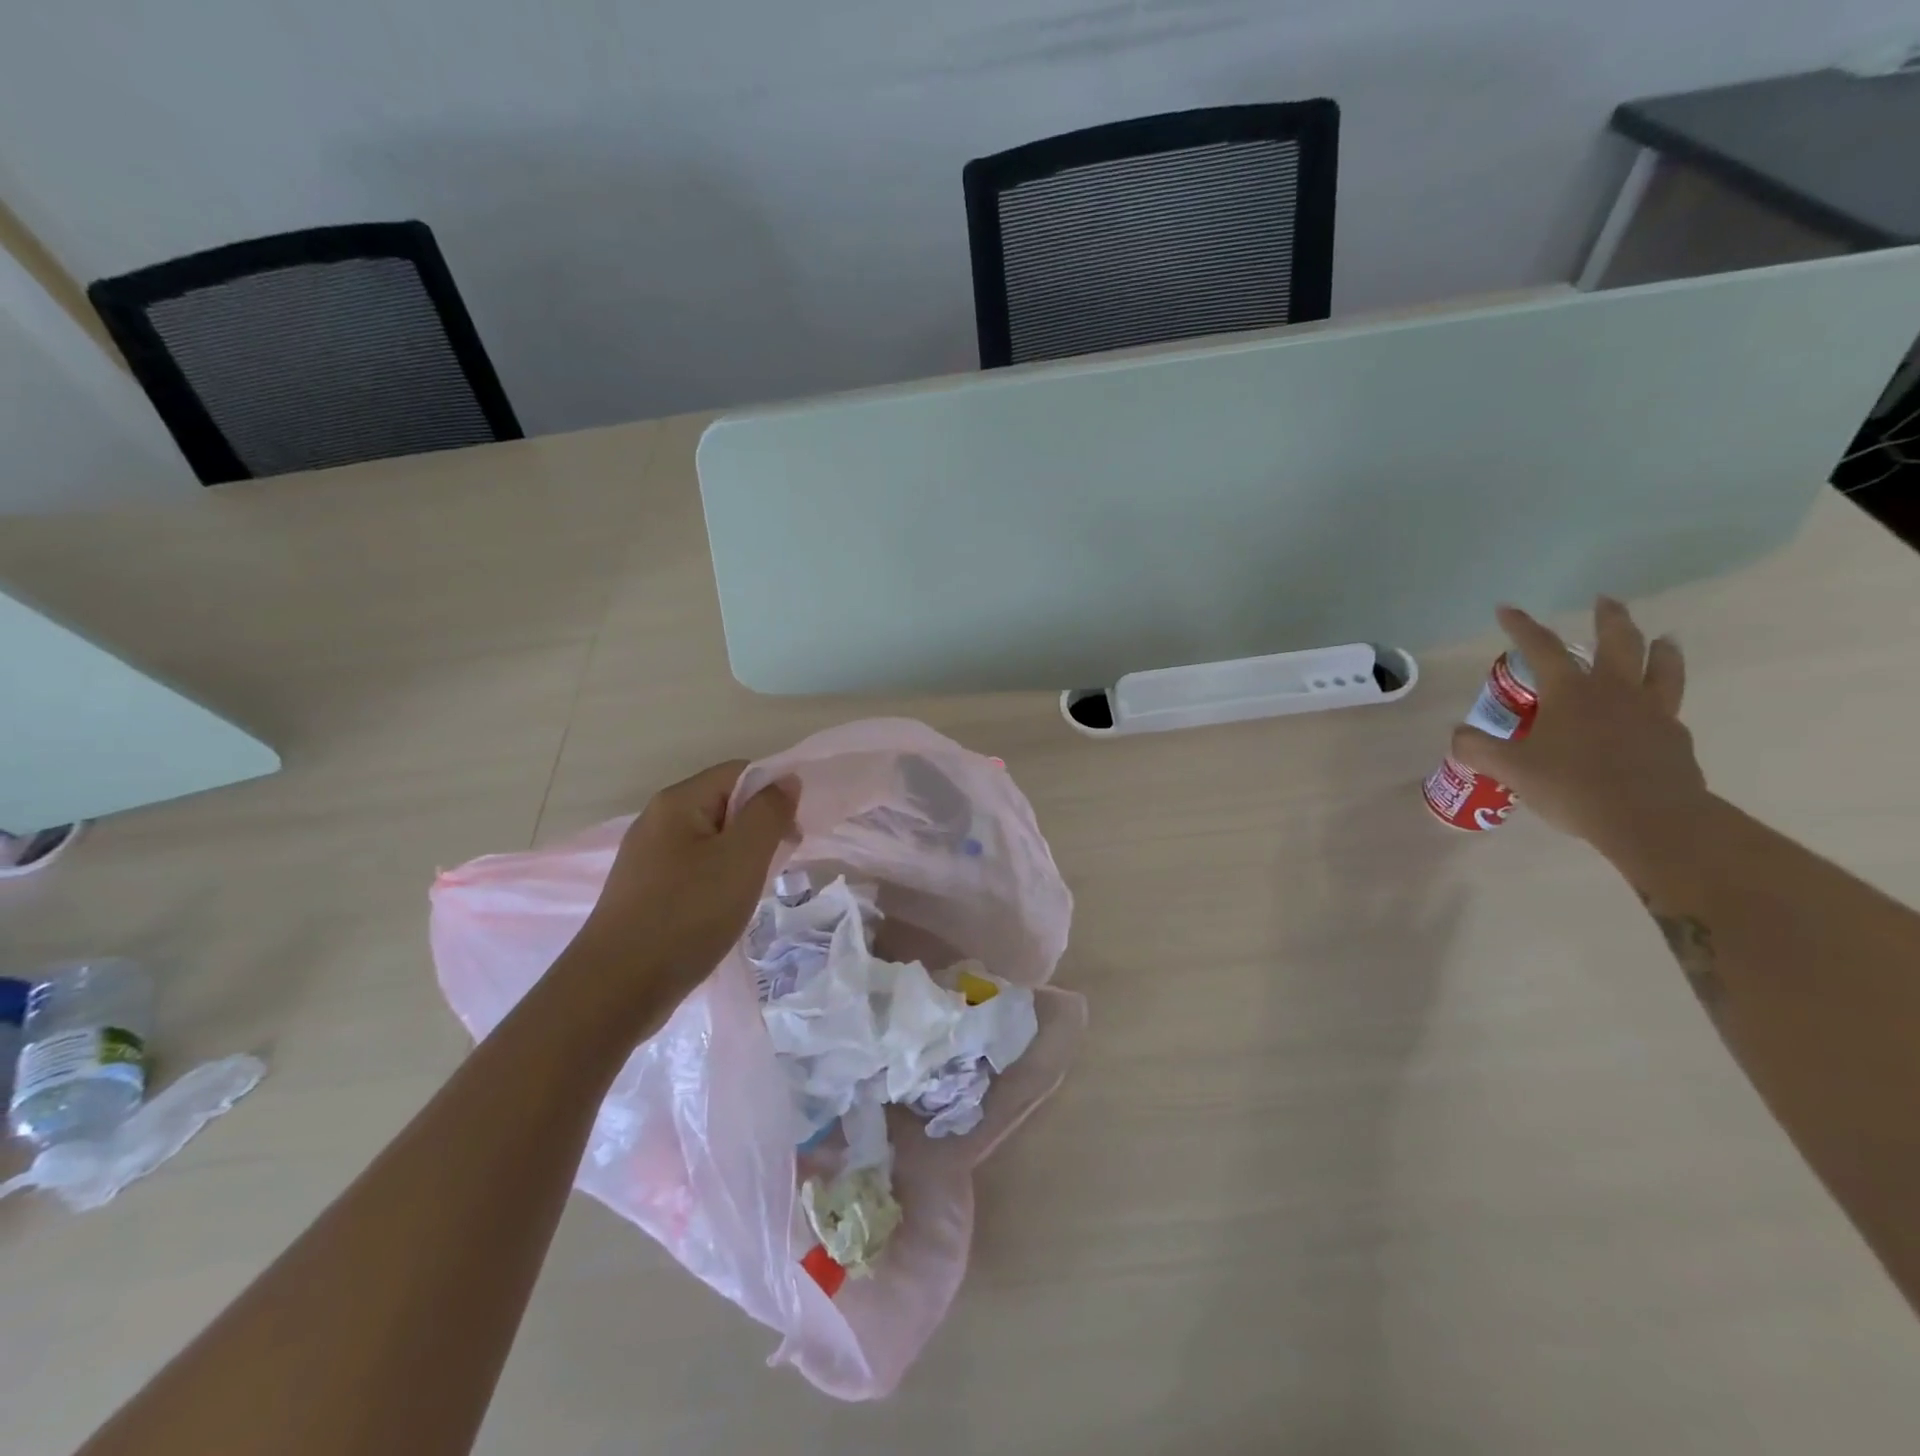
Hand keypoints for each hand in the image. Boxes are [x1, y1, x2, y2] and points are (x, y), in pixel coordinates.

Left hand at [576, 760, 797, 1004]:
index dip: (773, 794)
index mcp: (678, 801)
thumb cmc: (688, 914)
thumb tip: (787, 779)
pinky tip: (725, 909)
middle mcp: (657, 820)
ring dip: (741, 858)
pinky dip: (718, 880)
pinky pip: (695, 868)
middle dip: (759, 828)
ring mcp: (647, 856)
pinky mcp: (645, 890)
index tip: (793, 834)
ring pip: (712, 839)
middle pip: (725, 804)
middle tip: (777, 865)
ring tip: (753, 891)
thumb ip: (769, 812)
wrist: (617, 989)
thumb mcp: (742, 858)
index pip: (740, 772)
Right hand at [1452, 598, 1708, 861]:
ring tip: (1662, 639)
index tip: (1507, 609)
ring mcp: (1651, 712)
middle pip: (1618, 642)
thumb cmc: (1572, 786)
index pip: (1541, 648)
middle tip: (1605, 601)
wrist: (1651, 819)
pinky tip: (1655, 708)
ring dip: (1659, 649)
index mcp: (1571, 692)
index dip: (1521, 627)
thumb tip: (1458, 735)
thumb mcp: (1509, 769)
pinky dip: (1663, 696)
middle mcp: (1614, 691)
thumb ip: (1477, 748)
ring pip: (1662, 668)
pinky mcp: (1673, 739)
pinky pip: (1670, 706)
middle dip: (1609, 618)